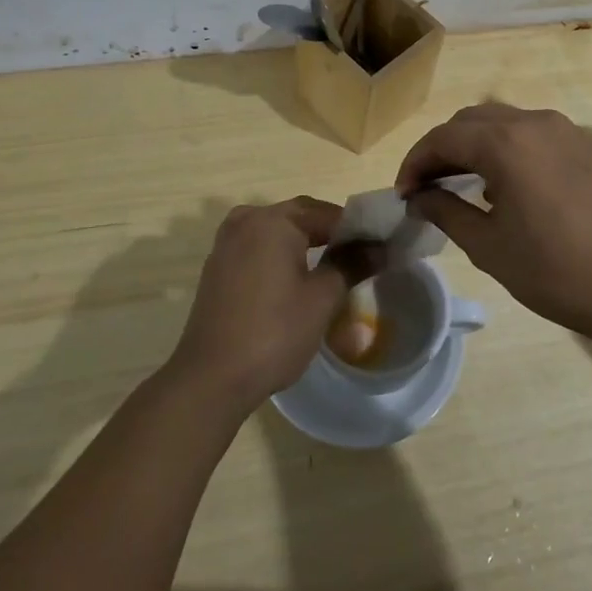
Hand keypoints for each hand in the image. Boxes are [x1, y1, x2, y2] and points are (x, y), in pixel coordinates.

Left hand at [168, 198, 370, 417]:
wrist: (211, 377)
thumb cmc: (274, 332)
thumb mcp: (322, 298)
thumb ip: (351, 265)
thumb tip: (379, 247)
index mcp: (273, 220)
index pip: (326, 213)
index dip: (356, 229)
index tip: (379, 247)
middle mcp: (246, 221)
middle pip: (299, 217)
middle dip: (329, 234)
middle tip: (359, 257)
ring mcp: (226, 244)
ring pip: (276, 232)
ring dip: (303, 244)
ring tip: (331, 268)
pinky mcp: (217, 268)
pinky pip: (257, 249)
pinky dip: (279, 256)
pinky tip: (295, 281)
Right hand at [395, 103, 591, 343]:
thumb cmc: (557, 271)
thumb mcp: (489, 246)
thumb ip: (446, 211)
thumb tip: (419, 196)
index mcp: (505, 143)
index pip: (443, 138)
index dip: (415, 162)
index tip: (403, 193)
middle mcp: (534, 122)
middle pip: (472, 121)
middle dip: (443, 149)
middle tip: (427, 186)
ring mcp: (565, 130)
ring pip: (504, 123)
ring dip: (475, 146)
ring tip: (463, 186)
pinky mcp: (586, 146)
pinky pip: (533, 134)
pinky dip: (507, 149)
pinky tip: (507, 187)